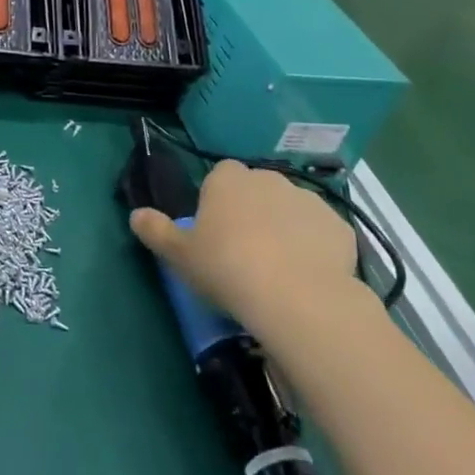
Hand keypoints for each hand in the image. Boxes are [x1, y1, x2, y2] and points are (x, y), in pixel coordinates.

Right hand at [130, 162, 363, 338]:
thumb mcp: (179, 255)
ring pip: (290, 209)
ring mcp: (308, 200)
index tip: (215, 231)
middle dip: (252, 211)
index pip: (220, 176)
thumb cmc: (227, 268)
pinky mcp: (339, 227)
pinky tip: (308, 276)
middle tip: (244, 251)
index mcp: (227, 179)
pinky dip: (315, 248)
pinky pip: (321, 233)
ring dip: (285, 227)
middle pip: (257, 190)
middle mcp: (268, 178)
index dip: (217, 201)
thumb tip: (135, 215)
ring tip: (279, 269)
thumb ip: (155, 231)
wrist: (296, 298)